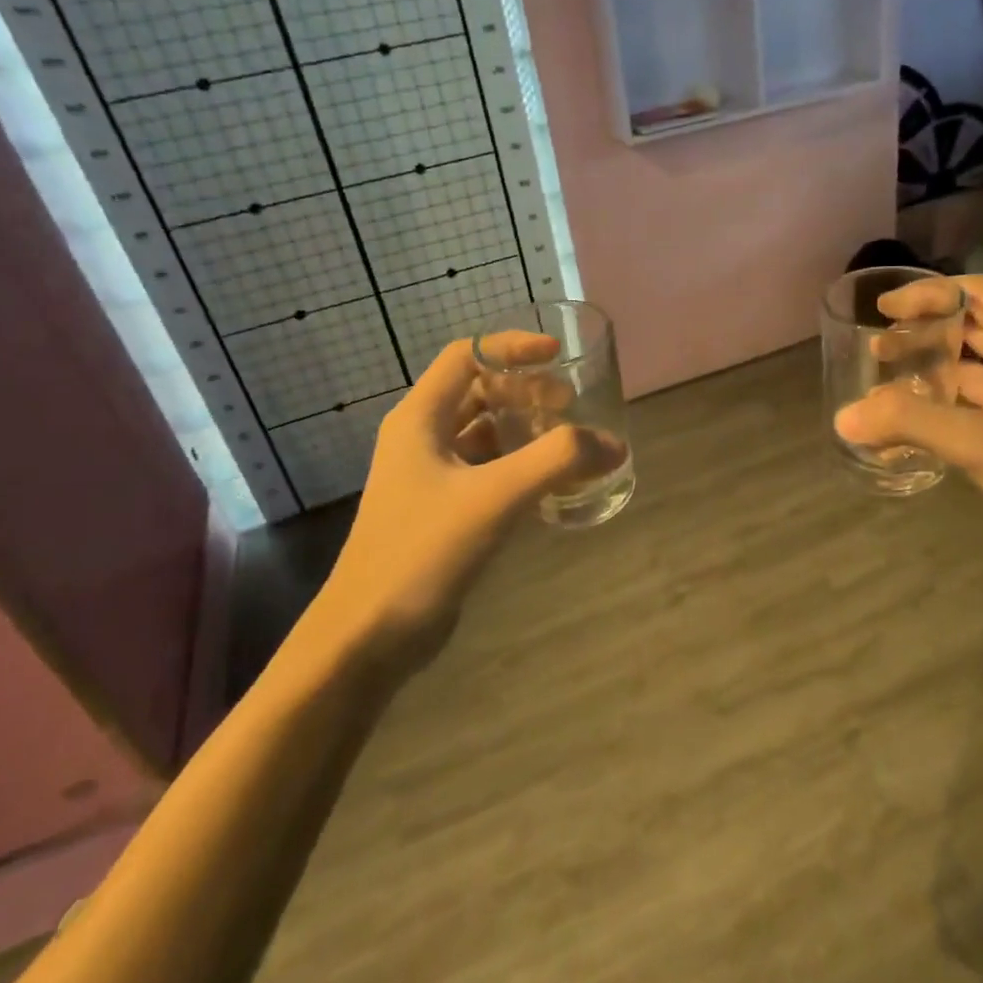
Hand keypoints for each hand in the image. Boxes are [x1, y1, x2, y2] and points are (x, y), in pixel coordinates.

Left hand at [318, 336, 615, 653]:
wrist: (369, 635)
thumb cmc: (423, 552)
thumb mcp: (495, 497)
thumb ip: (557, 462)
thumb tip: (613, 444)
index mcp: (419, 419)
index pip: (466, 356)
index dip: (512, 347)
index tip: (559, 355)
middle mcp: (419, 439)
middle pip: (477, 392)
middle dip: (525, 391)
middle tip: (569, 404)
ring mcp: (427, 477)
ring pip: (482, 433)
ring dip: (522, 428)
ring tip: (565, 440)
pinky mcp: (439, 511)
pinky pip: (484, 470)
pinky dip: (516, 465)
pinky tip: (547, 484)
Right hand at [834, 275, 982, 596]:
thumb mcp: (981, 442)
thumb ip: (909, 423)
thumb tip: (842, 416)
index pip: (978, 292)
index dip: (929, 293)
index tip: (883, 311)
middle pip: (971, 329)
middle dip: (922, 333)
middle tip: (876, 350)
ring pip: (969, 372)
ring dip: (927, 372)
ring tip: (881, 386)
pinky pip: (970, 411)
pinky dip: (937, 411)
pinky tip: (905, 431)